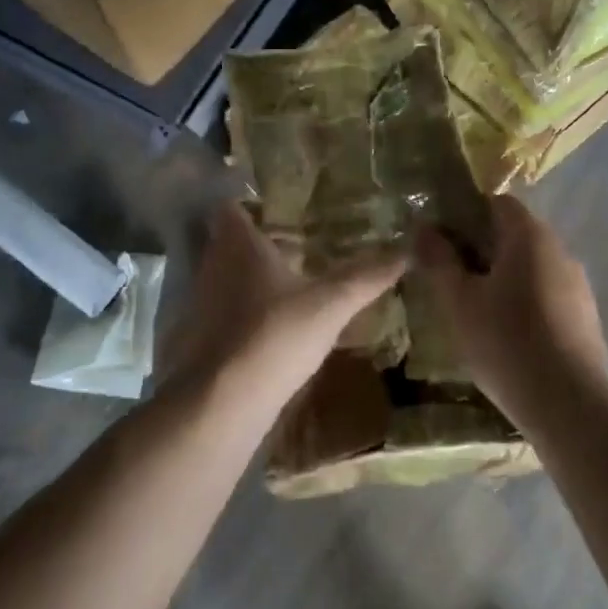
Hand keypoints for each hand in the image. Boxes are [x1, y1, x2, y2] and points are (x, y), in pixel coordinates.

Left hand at [158, 202, 405, 414]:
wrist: (222, 402)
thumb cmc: (275, 335)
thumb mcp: (331, 305)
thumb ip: (366, 277)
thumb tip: (408, 250)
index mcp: (239, 245)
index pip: (231, 209)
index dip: (250, 206)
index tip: (278, 210)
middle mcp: (212, 266)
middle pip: (228, 244)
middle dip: (257, 243)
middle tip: (295, 245)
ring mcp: (200, 304)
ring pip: (225, 279)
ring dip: (250, 279)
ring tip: (288, 284)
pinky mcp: (198, 340)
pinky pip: (222, 313)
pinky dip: (242, 314)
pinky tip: (271, 327)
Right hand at [414, 195, 607, 421]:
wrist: (569, 403)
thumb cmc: (506, 341)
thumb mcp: (459, 302)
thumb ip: (439, 261)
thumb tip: (423, 228)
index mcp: (529, 236)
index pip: (498, 202)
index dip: (467, 213)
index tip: (442, 238)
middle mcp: (560, 250)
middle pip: (516, 234)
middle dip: (482, 248)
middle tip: (451, 276)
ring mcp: (578, 285)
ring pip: (532, 266)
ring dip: (504, 276)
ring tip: (475, 307)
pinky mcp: (586, 316)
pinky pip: (548, 293)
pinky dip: (525, 300)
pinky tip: (507, 333)